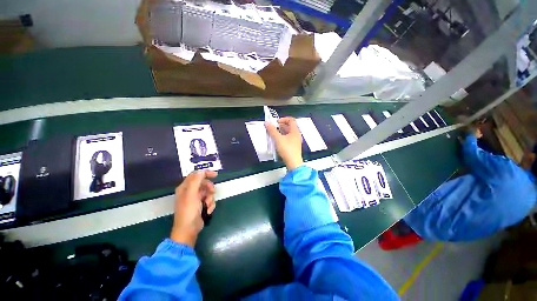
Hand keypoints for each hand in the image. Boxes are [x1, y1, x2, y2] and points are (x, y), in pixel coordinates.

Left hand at [170, 170, 217, 246]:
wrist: (188, 230)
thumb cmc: (189, 211)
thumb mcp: (192, 194)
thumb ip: (196, 181)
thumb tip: (201, 171)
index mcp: (185, 187)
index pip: (196, 175)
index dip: (205, 173)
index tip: (215, 175)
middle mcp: (190, 191)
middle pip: (204, 183)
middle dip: (209, 188)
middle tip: (212, 192)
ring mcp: (195, 199)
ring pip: (208, 192)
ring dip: (210, 198)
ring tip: (208, 205)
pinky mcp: (200, 205)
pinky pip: (209, 200)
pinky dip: (210, 204)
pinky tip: (208, 210)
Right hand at [265, 117, 303, 169]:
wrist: (293, 162)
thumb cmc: (287, 150)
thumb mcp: (278, 138)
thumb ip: (272, 130)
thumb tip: (267, 123)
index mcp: (295, 131)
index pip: (291, 120)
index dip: (283, 119)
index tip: (276, 122)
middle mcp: (296, 135)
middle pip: (289, 126)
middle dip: (280, 126)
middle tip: (273, 128)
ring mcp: (295, 141)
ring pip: (287, 133)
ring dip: (280, 132)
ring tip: (273, 134)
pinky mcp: (293, 146)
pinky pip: (287, 139)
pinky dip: (282, 138)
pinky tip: (276, 141)